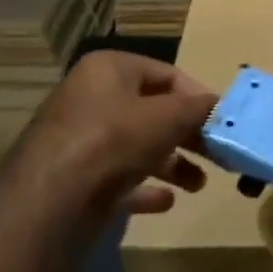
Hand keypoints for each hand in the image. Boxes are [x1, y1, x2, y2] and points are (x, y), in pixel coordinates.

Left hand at [23, 51, 214, 218]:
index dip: (197, 96)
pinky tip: (167, 201)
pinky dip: (144, 188)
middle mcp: (91, 98)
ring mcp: (79, 140)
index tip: (221, 121)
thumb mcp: (168, 116)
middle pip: (152, 113)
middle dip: (187, 135)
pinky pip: (118, 178)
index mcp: (109, 70)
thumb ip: (198, 108)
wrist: (51, 200)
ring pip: (137, 146)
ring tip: (198, 184)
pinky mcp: (75, 178)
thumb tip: (218, 104)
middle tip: (217, 153)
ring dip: (172, 164)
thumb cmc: (114, 140)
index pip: (166, 74)